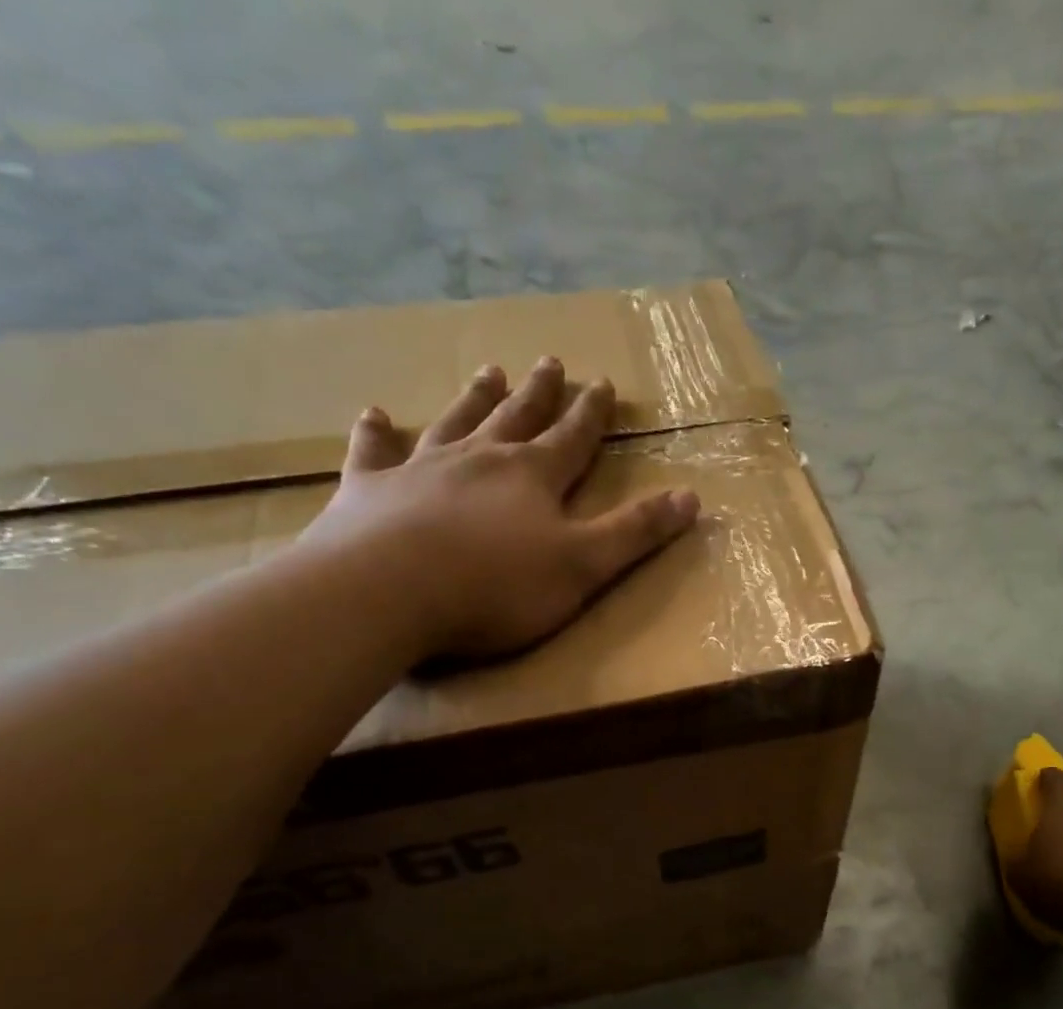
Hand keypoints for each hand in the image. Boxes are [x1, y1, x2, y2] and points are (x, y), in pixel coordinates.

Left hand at [297, 356, 700, 659]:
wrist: (390, 591)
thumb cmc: (499, 585)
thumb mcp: (585, 564)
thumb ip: (636, 532)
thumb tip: (691, 498)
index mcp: (534, 478)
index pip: (573, 438)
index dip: (592, 414)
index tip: (602, 383)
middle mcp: (481, 459)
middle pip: (517, 418)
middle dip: (540, 393)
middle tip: (551, 362)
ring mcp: (421, 468)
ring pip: (456, 421)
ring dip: (476, 398)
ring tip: (489, 371)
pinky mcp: (371, 489)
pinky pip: (375, 451)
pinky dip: (376, 433)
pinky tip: (374, 415)